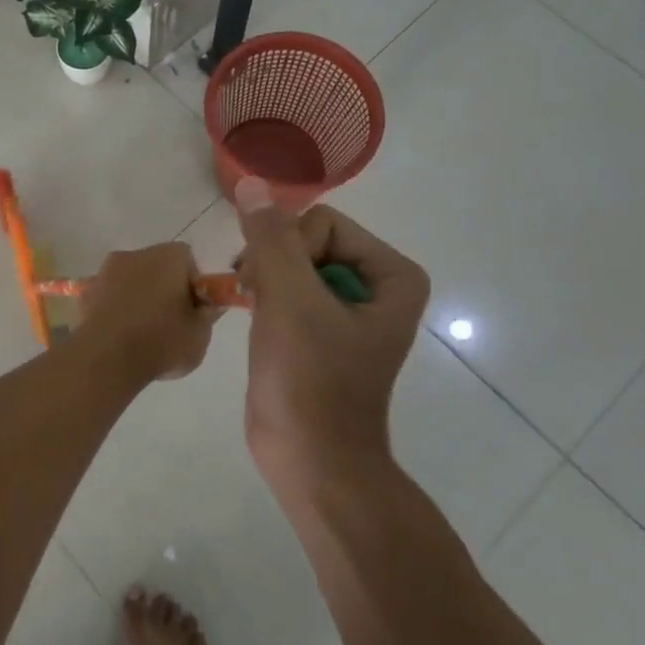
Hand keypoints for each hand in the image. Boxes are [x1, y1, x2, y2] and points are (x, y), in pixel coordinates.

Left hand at [77, 242, 218, 385]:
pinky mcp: (86, 291)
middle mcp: (136, 254)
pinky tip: (119, 336)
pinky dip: (115, 309)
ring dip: (137, 298)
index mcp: (168, 256)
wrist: (107, 358)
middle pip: (157, 267)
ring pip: (131, 281)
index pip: (187, 260)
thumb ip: (208, 315)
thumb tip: (209, 305)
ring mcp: (106, 271)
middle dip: (164, 288)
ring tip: (141, 334)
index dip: (192, 285)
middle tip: (170, 323)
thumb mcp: (200, 334)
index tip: (192, 310)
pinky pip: (109, 296)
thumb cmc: (162, 340)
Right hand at [234, 179, 429, 482]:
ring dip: (265, 279)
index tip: (267, 287)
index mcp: (392, 275)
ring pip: (292, 262)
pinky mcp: (321, 330)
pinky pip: (289, 289)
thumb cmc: (310, 380)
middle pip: (307, 239)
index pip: (322, 223)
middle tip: (253, 296)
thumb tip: (252, 183)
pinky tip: (256, 319)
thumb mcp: (290, 300)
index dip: (288, 250)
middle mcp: (376, 286)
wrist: (311, 462)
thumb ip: (271, 238)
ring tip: (252, 309)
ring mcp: (347, 309)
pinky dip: (266, 298)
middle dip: (274, 264)